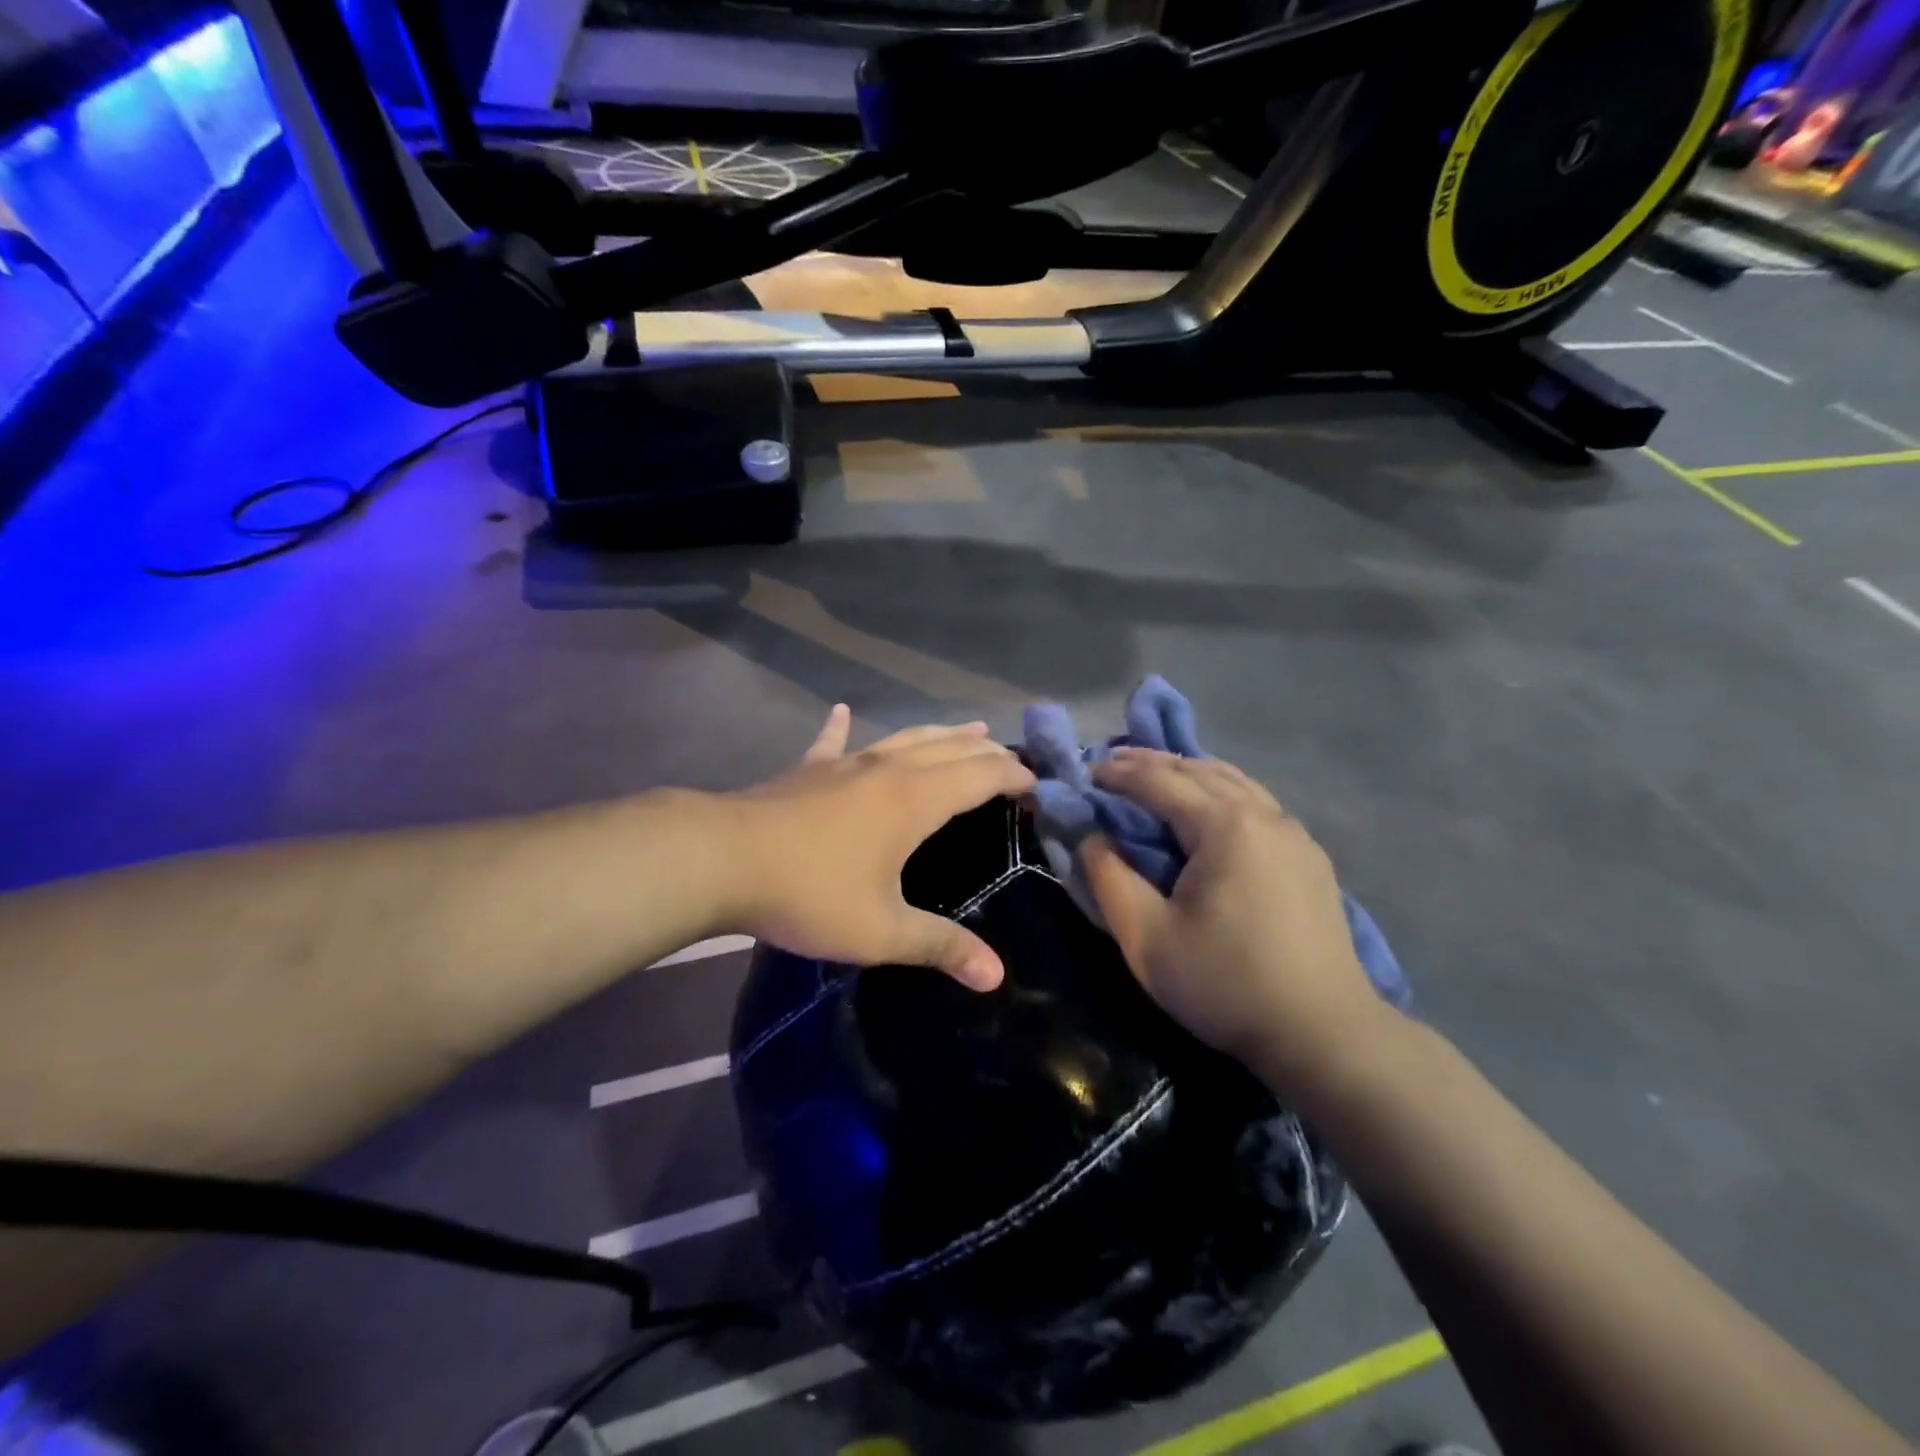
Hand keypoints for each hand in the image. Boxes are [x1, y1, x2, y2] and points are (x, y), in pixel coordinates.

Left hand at [724, 705, 1034, 990]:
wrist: (721, 859)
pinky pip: (832, 742)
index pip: (980, 776)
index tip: (1037, 783)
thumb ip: (940, 947)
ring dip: (940, 733)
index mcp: (915, 800)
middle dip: (986, 753)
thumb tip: (996, 976)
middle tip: (1012, 758)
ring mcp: (844, 763)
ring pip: (905, 738)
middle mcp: (887, 769)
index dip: (1013, 775)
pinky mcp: (807, 769)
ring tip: (967, 728)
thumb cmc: (809, 892)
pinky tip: (842, 711)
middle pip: (950, 750)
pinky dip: (841, 727)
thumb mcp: (880, 930)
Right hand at [1080, 749, 1395, 1090]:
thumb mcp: (1146, 937)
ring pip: (1234, 781)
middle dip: (1151, 762)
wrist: (1324, 1033)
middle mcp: (1263, 814)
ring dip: (1189, 771)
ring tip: (1156, 774)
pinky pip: (1257, 803)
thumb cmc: (1225, 983)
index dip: (1117, 774)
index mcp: (1224, 824)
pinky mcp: (1309, 857)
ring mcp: (1294, 833)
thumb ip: (1109, 878)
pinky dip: (1221, 791)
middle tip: (1112, 763)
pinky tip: (1210, 808)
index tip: (1084, 772)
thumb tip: (1091, 837)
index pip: (1159, 781)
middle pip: (1199, 769)